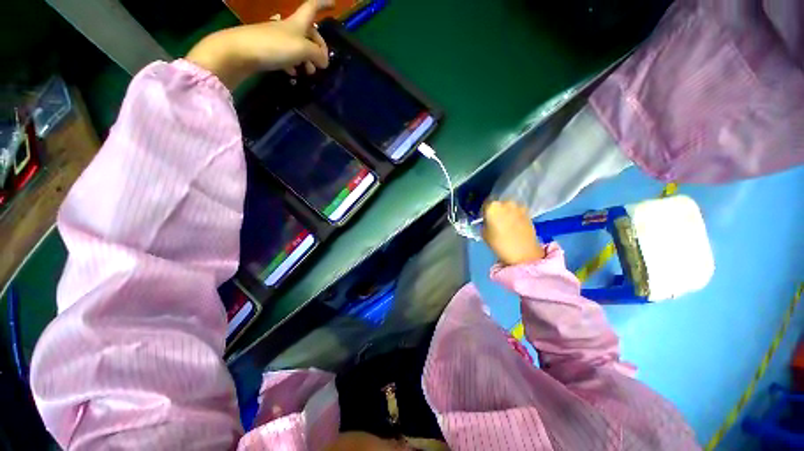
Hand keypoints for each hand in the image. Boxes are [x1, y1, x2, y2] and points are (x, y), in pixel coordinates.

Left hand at [186, 0, 330, 89]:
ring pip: (299, 47)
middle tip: (323, 64)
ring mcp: (278, 39)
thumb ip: (317, 54)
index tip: (334, 4)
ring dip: (307, 60)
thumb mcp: (303, 50)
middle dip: (318, 46)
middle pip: (309, 33)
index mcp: (298, 23)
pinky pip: (287, 56)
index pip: (312, 7)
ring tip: (309, 72)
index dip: (323, 4)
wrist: (240, 52)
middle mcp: (289, 28)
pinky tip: (294, 73)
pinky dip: (294, 64)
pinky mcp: (269, 50)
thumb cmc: (274, 46)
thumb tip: (324, 62)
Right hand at [483, 201, 544, 265]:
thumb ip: (484, 224)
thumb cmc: (499, 244)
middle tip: (494, 221)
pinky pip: (517, 211)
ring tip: (505, 224)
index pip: (485, 204)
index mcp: (492, 207)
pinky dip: (514, 216)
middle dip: (495, 211)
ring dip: (506, 213)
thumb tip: (487, 222)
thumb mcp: (485, 234)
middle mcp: (505, 203)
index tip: (484, 219)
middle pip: (497, 204)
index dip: (483, 212)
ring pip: (508, 207)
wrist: (524, 253)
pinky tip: (514, 225)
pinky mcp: (528, 212)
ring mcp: (518, 207)